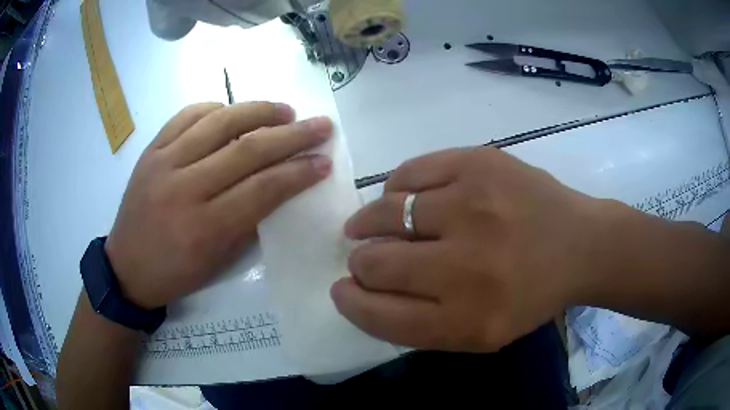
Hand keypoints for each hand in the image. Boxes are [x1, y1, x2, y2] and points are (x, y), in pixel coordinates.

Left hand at [105, 102, 332, 308]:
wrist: (125, 267)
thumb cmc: (175, 273)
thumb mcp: (217, 262)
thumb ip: (249, 223)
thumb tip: (279, 187)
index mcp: (204, 228)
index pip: (262, 189)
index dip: (298, 173)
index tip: (324, 161)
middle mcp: (184, 189)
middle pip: (246, 150)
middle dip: (291, 135)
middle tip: (320, 125)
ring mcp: (163, 163)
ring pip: (217, 122)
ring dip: (258, 110)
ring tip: (285, 110)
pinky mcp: (150, 151)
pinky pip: (185, 115)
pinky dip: (214, 107)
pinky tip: (232, 109)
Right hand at [334, 148, 610, 351]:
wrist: (579, 244)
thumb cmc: (530, 295)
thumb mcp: (479, 333)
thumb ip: (419, 322)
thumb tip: (362, 287)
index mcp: (467, 320)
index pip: (379, 315)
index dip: (351, 302)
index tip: (343, 289)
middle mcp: (467, 267)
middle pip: (375, 263)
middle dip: (360, 263)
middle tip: (364, 257)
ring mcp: (474, 206)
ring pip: (384, 212)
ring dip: (369, 222)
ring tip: (370, 223)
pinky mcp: (479, 163)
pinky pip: (409, 174)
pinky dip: (396, 189)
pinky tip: (403, 197)